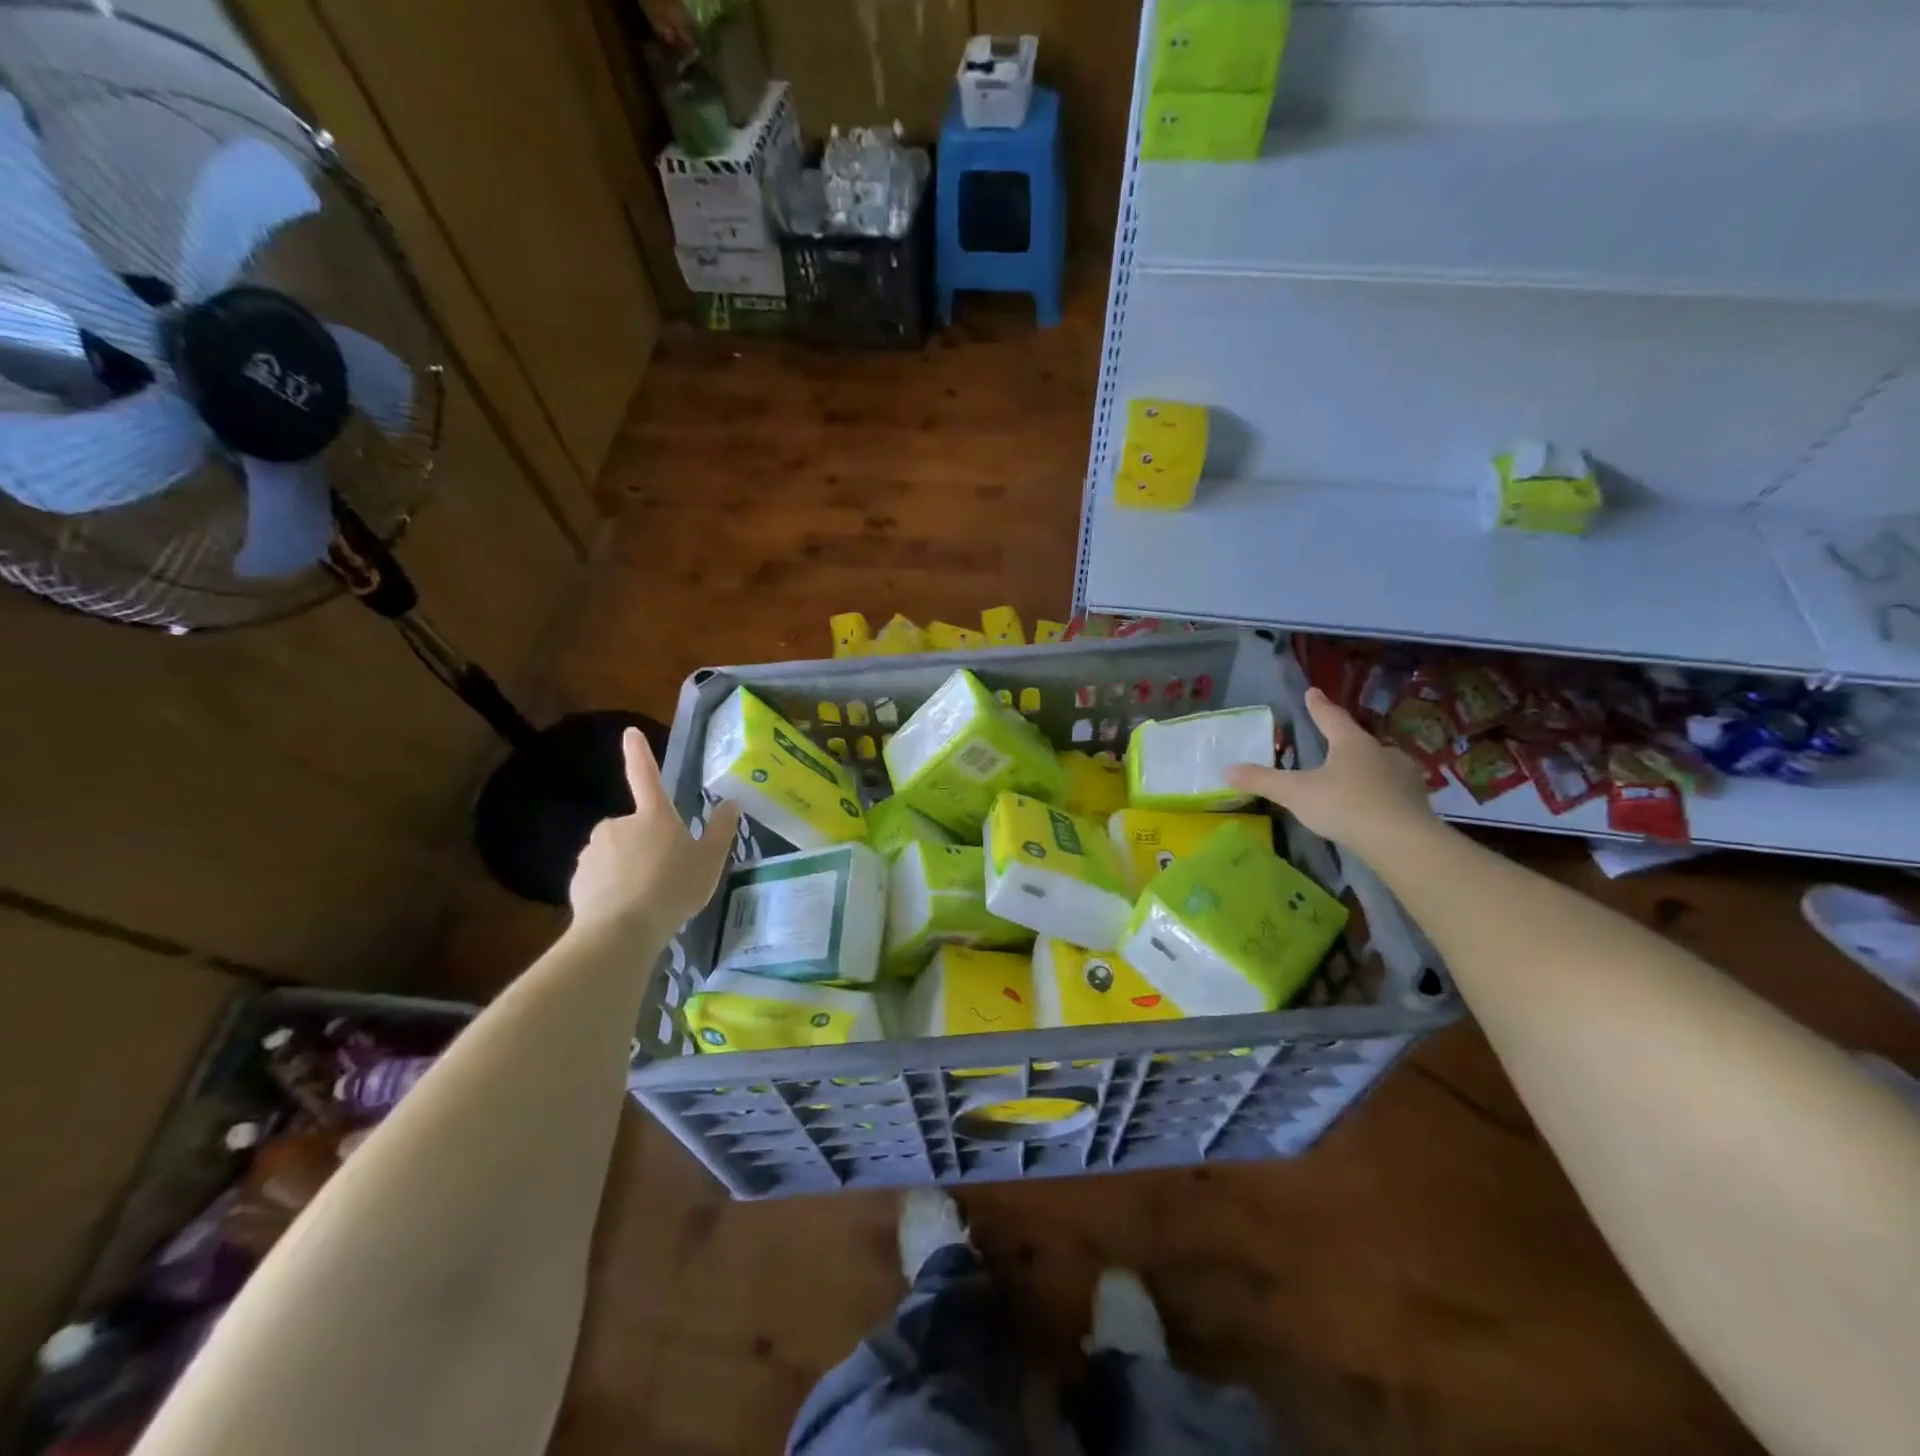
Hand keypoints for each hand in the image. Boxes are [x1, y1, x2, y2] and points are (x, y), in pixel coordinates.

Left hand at [570, 729, 741, 934]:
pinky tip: (625, 907)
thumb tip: (731, 802)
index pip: (646, 776)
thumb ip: (721, 830)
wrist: (621, 930)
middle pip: (636, 826)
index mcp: (653, 815)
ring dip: (629, 865)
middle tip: (667, 873)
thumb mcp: (710, 860)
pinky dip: (611, 885)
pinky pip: (600, 875)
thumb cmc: (673, 888)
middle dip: (647, 843)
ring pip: (617, 851)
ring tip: (648, 896)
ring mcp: (595, 849)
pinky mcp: (578, 876)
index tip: (630, 732)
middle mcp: (619, 823)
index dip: (639, 753)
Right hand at [1226, 688, 1437, 853]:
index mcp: (1351, 743)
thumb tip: (1227, 770)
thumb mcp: (1295, 793)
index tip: (1313, 691)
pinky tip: (1374, 804)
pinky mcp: (1416, 802)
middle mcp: (1381, 752)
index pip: (1330, 717)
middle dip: (1346, 742)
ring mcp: (1403, 777)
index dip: (1318, 706)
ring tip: (1354, 778)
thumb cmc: (1344, 805)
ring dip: (1368, 769)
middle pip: (1359, 741)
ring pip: (1381, 765)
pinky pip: (1393, 791)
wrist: (1401, 841)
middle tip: (1335, 744)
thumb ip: (1263, 781)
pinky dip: (1381, 793)